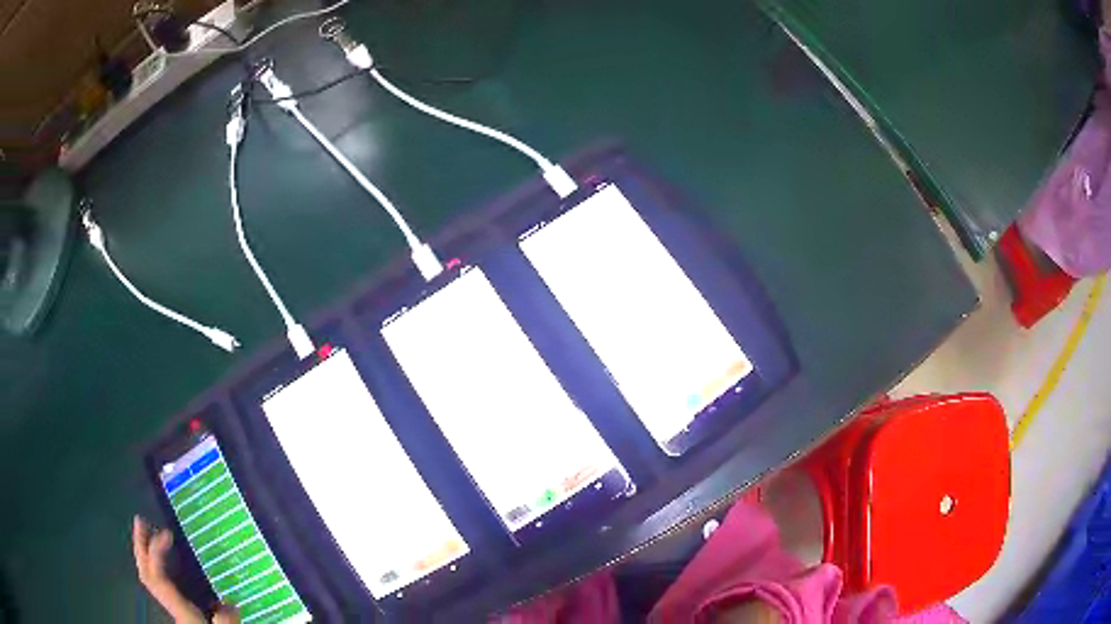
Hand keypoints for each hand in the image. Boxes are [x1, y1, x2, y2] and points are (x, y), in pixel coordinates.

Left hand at [133, 515, 239, 623]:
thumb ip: (225, 620)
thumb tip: (230, 602)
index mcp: (178, 608)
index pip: (157, 575)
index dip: (155, 551)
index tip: (167, 533)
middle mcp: (170, 604)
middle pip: (146, 573)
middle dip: (140, 547)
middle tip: (140, 521)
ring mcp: (172, 606)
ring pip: (149, 578)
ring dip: (145, 554)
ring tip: (148, 534)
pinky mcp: (177, 609)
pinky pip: (159, 583)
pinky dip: (156, 567)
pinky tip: (164, 563)